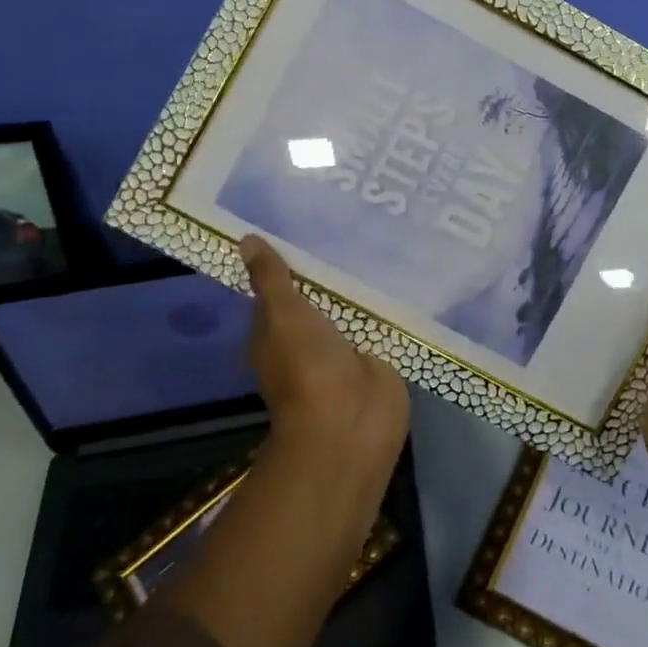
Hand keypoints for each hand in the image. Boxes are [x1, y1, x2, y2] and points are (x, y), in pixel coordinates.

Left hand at [239, 234, 409, 465]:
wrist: (351, 421)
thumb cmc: (307, 366)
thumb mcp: (283, 314)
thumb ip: (271, 278)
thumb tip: (245, 239)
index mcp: (275, 334)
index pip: (278, 291)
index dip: (287, 264)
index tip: (303, 227)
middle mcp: (306, 341)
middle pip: (317, 299)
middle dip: (329, 271)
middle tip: (349, 225)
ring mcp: (342, 351)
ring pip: (349, 310)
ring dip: (360, 287)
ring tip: (378, 239)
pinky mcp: (376, 357)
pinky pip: (378, 324)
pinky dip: (386, 306)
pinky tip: (401, 275)